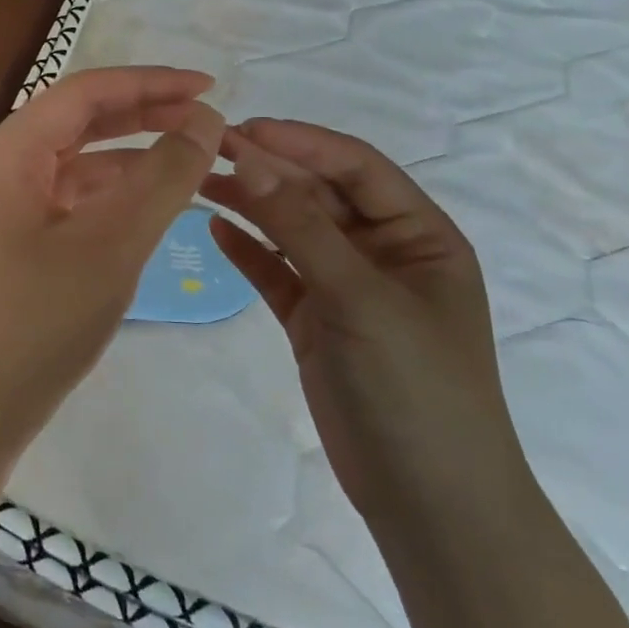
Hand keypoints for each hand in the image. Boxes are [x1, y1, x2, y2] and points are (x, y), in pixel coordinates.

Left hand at [0, 68, 223, 515]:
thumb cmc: (39, 320)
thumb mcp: (112, 243)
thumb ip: (163, 176)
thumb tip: (204, 121)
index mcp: (9, 152)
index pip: (86, 92)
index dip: (151, 82)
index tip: (212, 86)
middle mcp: (0, 167)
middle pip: (80, 121)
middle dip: (145, 114)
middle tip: (208, 120)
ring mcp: (3, 205)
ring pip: (77, 161)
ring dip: (132, 156)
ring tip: (191, 162)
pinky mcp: (13, 240)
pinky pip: (69, 199)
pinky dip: (112, 195)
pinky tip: (150, 205)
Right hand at [199, 119, 528, 527]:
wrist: (428, 499)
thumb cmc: (415, 387)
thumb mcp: (361, 298)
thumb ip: (301, 228)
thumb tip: (251, 160)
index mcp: (420, 236)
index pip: (356, 168)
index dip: (301, 143)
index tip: (243, 128)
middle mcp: (383, 253)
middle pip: (319, 195)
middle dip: (269, 170)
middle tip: (207, 151)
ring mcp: (346, 289)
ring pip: (292, 232)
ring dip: (252, 205)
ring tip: (200, 183)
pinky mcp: (315, 322)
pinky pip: (277, 273)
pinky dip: (248, 251)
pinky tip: (214, 230)